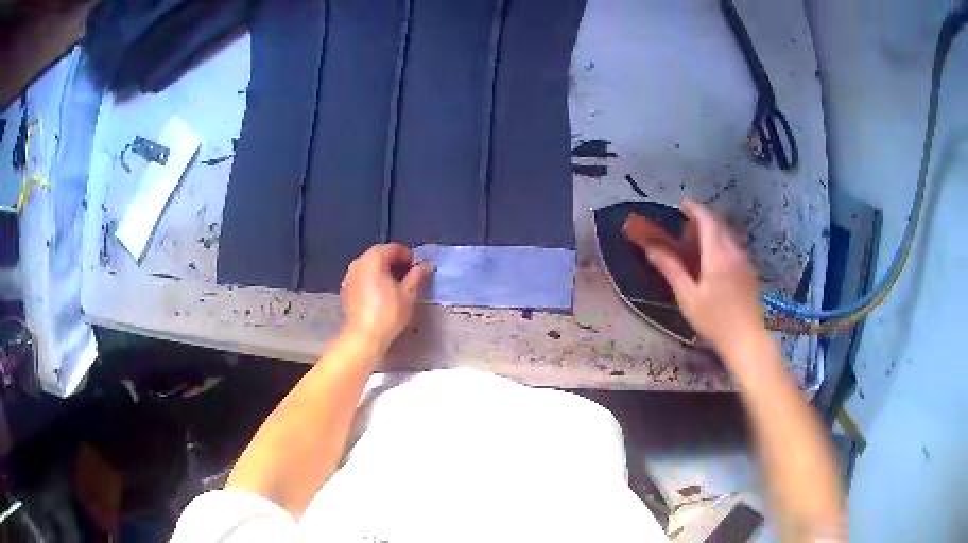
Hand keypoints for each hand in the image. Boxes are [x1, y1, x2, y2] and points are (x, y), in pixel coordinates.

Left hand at [340, 244, 432, 352]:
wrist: (363, 336)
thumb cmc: (388, 313)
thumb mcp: (408, 294)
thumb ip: (416, 276)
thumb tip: (425, 265)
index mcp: (374, 259)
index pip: (393, 248)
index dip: (407, 256)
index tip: (416, 268)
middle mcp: (359, 262)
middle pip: (379, 254)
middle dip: (393, 261)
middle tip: (407, 275)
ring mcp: (350, 275)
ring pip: (369, 265)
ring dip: (382, 269)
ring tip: (394, 284)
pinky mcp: (346, 288)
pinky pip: (361, 276)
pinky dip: (371, 278)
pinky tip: (379, 293)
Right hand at [644, 200, 765, 360]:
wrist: (748, 340)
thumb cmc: (715, 321)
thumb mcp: (688, 297)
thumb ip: (671, 270)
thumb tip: (652, 249)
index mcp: (718, 255)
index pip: (707, 220)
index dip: (695, 209)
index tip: (682, 205)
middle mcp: (734, 252)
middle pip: (720, 224)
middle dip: (703, 219)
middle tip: (687, 227)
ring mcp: (745, 261)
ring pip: (729, 235)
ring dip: (714, 231)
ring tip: (699, 243)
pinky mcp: (750, 271)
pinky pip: (735, 246)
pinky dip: (722, 243)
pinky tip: (715, 260)